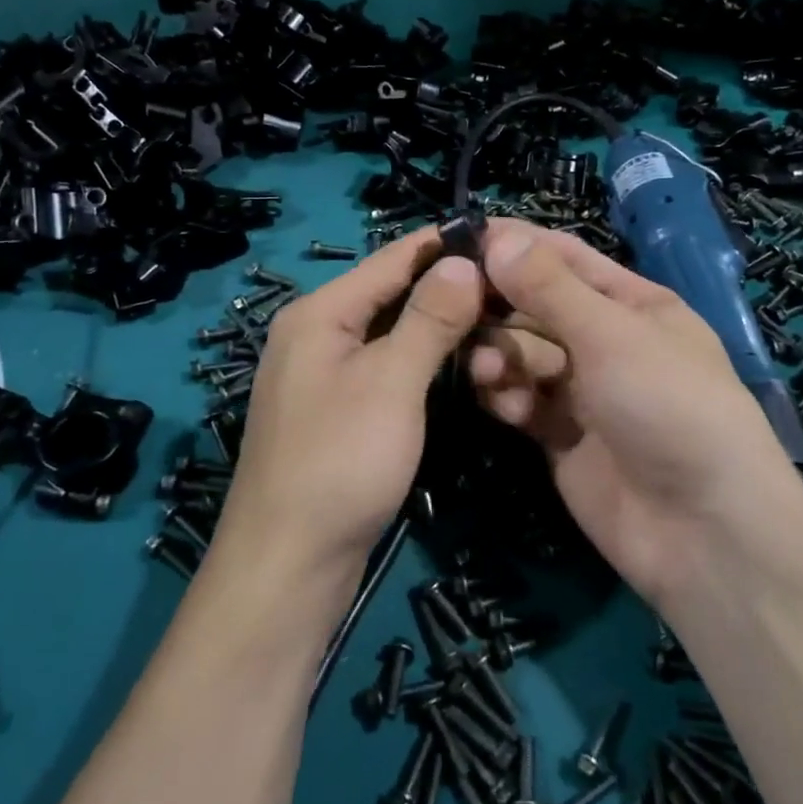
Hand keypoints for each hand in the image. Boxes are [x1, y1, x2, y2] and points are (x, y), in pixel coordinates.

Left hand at [217, 228, 484, 581]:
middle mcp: (315, 333)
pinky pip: (386, 367)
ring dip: (439, 326)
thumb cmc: (340, 461)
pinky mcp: (337, 410)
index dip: (445, 244)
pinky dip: (422, 360)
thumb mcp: (392, 381)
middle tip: (512, 288)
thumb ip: (429, 317)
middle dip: (448, 288)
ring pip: (391, 333)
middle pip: (390, 293)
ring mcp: (324, 374)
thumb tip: (463, 260)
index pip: (391, 258)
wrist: (289, 564)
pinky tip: (461, 364)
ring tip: (498, 320)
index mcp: (319, 312)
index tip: (501, 239)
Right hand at [467, 221, 802, 605]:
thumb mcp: (612, 334)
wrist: (702, 529)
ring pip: (523, 354)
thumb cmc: (669, 405)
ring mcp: (582, 391)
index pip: (563, 257)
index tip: (458, 236)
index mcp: (631, 303)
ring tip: (488, 369)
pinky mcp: (561, 436)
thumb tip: (498, 237)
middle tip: (456, 307)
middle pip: (535, 306)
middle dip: (500, 305)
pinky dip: (509, 397)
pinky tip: (507, 405)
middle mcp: (604, 341)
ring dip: (501, 355)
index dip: (515, 244)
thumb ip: (549, 287)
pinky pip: (523, 400)